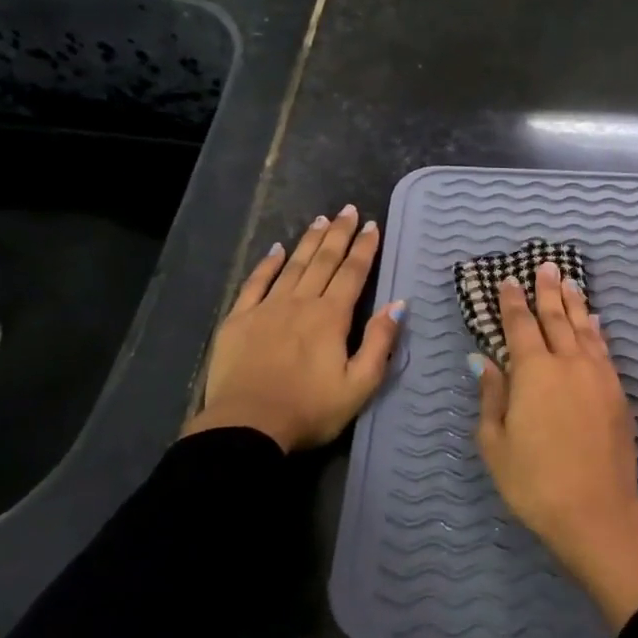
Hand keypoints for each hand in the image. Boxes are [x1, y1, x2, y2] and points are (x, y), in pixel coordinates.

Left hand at [184, 205, 403, 452]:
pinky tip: (275, 249)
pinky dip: (267, 264)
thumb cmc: (310, 410)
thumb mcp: (360, 385)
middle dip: (339, 234)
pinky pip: (255, 283)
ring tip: (321, 220)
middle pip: (324, 261)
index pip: (353, 274)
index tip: (372, 225)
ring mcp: (267, 308)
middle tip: (348, 210)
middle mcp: (301, 303)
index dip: (365, 248)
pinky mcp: (239, 319)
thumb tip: (398, 304)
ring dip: (309, 242)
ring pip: (292, 266)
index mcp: (332, 317)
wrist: (247, 426)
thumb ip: (379, 342)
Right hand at [473, 262, 637, 629]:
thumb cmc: (534, 481)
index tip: (509, 280)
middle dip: (548, 291)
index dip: (513, 301)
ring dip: (575, 304)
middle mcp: (568, 363)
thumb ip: (492, 396)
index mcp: (534, 371)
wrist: (596, 510)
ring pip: (584, 329)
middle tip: (546, 266)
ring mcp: (598, 375)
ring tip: (569, 282)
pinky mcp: (618, 392)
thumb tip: (483, 361)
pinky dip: (596, 331)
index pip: (520, 326)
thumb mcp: (496, 443)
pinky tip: (595, 322)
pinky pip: (604, 349)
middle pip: (556, 318)